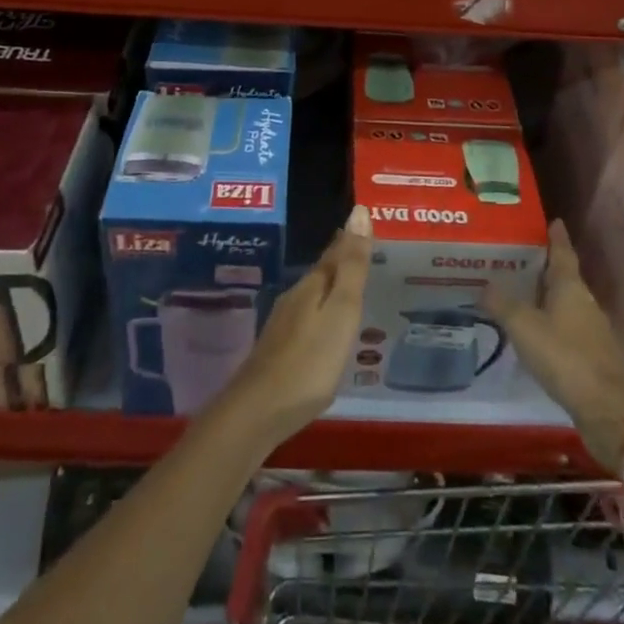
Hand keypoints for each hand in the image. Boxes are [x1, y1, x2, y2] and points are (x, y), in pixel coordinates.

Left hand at [218, 204, 371, 448]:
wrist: (257, 411)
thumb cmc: (309, 360)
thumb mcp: (341, 311)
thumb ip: (352, 266)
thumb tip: (359, 211)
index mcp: (313, 286)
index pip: (335, 252)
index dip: (351, 238)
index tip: (365, 222)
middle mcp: (296, 298)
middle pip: (323, 272)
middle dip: (342, 260)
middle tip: (365, 251)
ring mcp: (284, 325)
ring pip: (314, 296)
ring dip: (332, 287)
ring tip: (352, 287)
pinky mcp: (279, 350)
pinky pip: (308, 318)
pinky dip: (322, 313)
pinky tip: (327, 327)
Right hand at [481, 219, 623, 471]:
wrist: (607, 407)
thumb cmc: (564, 355)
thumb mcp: (524, 327)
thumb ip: (503, 304)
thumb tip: (484, 285)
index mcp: (570, 286)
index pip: (562, 252)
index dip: (556, 237)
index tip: (553, 221)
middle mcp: (584, 301)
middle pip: (564, 276)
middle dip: (544, 267)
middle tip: (518, 257)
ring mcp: (591, 329)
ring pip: (566, 303)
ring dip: (547, 296)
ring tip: (521, 292)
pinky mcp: (592, 355)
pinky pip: (567, 327)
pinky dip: (551, 322)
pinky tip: (535, 330)